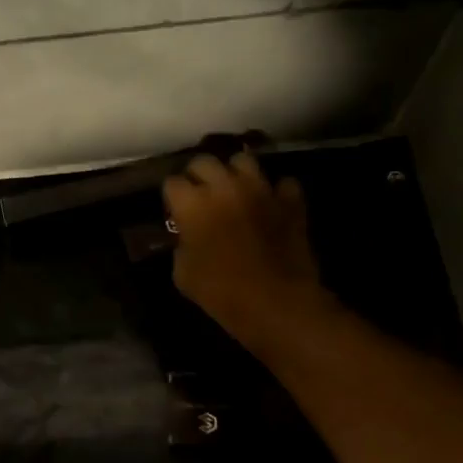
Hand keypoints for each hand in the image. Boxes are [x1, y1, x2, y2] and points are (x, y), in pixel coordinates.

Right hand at [163, 150, 329, 351]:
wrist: (275, 302)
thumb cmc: (221, 292)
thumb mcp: (183, 274)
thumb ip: (181, 246)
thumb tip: (188, 237)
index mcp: (192, 204)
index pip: (172, 183)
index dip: (172, 197)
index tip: (176, 211)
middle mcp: (224, 186)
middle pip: (204, 161)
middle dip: (199, 176)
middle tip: (201, 196)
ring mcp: (261, 189)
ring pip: (243, 160)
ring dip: (235, 174)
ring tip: (235, 191)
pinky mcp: (290, 200)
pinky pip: (282, 183)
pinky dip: (276, 192)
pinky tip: (271, 206)